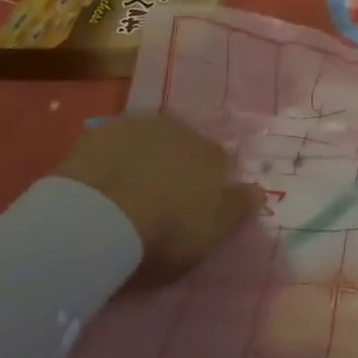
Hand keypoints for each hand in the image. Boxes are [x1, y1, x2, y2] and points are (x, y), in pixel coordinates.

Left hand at [54, 115, 263, 283]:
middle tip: (164, 197)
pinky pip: (114, 144)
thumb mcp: (212, 231)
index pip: (220, 162)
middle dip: (179, 165)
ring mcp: (139, 125)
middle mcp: (180, 129)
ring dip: (146, 158)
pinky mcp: (100, 131)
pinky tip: (103, 183)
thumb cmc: (165, 230)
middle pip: (185, 145)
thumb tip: (259, 191)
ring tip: (130, 190)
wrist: (98, 216)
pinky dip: (113, 159)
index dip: (211, 183)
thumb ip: (239, 209)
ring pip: (150, 140)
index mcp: (211, 153)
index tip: (199, 205)